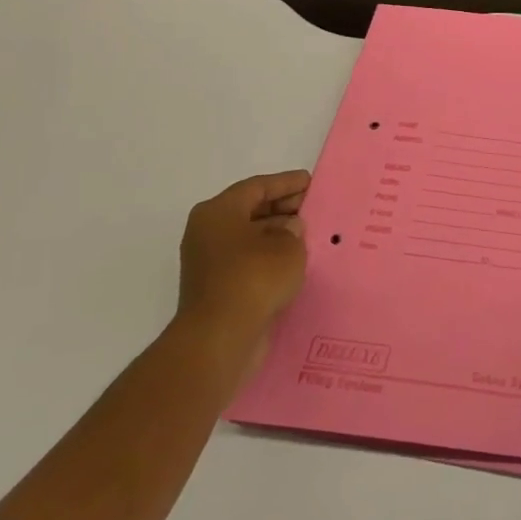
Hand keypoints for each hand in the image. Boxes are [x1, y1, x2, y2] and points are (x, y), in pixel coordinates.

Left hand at [177, 172, 309, 347]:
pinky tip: (293, 262)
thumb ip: (293, 230)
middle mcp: (207, 232)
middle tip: (313, 208)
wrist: (220, 337)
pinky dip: (269, 258)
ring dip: (277, 235)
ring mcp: (209, 261)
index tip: (311, 182)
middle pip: (250, 211)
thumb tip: (289, 229)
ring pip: (249, 237)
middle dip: (283, 208)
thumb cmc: (254, 277)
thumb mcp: (287, 245)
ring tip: (309, 235)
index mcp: (218, 212)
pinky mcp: (216, 287)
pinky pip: (248, 261)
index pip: (257, 187)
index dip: (287, 183)